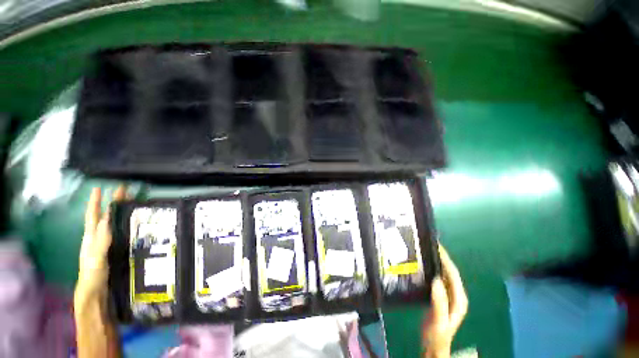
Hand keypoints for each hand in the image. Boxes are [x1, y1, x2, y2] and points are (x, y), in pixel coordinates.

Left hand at [77, 186, 125, 295]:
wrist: (97, 293)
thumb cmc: (93, 276)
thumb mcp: (95, 258)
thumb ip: (100, 240)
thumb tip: (106, 219)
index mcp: (92, 238)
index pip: (93, 216)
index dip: (95, 202)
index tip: (99, 188)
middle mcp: (99, 238)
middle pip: (106, 216)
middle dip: (113, 203)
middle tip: (125, 191)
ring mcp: (108, 244)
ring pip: (115, 224)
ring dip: (123, 212)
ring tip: (134, 203)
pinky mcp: (117, 249)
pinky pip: (123, 232)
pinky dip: (128, 224)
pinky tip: (137, 223)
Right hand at [422, 245, 467, 357]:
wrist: (433, 345)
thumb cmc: (436, 334)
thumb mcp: (438, 319)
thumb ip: (439, 301)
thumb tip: (436, 279)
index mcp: (459, 298)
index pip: (453, 274)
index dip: (446, 259)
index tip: (436, 246)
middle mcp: (456, 294)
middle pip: (449, 271)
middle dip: (441, 257)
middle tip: (428, 244)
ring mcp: (449, 295)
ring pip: (444, 273)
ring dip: (436, 262)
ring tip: (424, 251)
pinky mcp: (441, 296)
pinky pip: (437, 278)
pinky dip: (432, 269)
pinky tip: (423, 265)